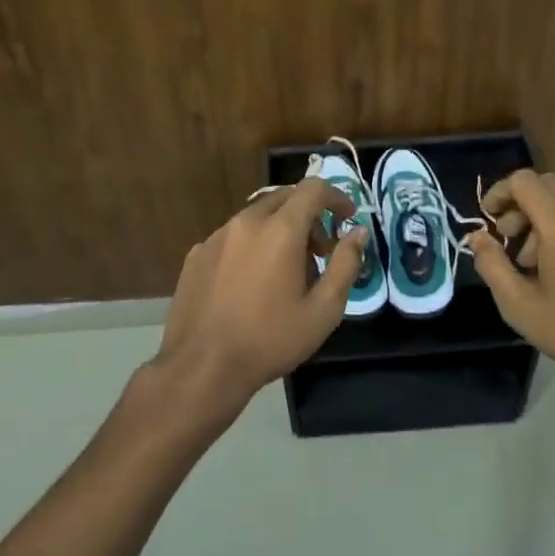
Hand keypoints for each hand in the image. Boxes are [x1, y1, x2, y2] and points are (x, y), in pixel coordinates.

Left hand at [153, 176, 365, 424]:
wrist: (203, 366)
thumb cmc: (271, 339)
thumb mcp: (324, 310)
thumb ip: (345, 264)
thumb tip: (357, 232)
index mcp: (280, 230)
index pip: (313, 189)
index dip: (336, 197)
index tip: (347, 218)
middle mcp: (246, 222)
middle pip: (284, 198)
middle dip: (309, 216)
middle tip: (319, 252)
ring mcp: (216, 236)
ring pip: (256, 217)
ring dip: (278, 231)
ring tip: (285, 273)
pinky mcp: (197, 254)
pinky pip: (232, 237)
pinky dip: (251, 246)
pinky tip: (250, 284)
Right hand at [466, 170, 554, 411]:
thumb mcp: (520, 307)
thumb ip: (492, 265)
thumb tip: (478, 237)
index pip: (525, 181)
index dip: (500, 192)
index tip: (490, 219)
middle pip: (551, 185)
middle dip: (523, 206)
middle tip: (513, 242)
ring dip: (550, 221)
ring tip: (545, 265)